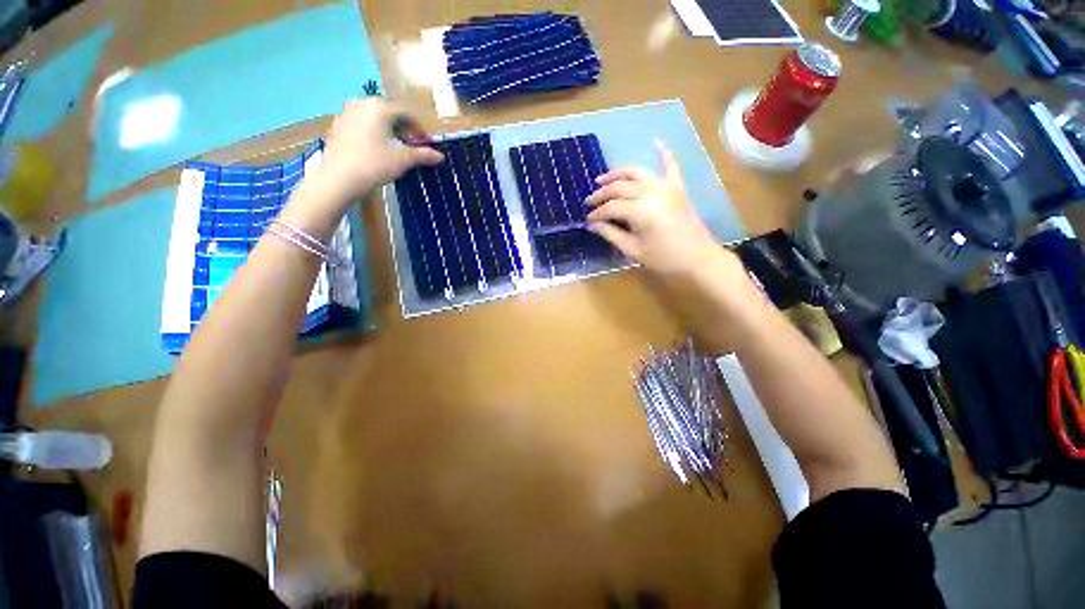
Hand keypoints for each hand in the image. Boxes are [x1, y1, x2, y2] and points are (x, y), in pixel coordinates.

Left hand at [311, 98, 443, 205]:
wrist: (340, 177)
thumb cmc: (374, 164)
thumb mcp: (402, 160)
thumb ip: (422, 155)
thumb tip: (440, 156)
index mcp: (379, 108)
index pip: (406, 112)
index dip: (419, 128)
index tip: (425, 143)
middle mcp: (361, 104)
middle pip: (388, 112)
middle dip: (402, 127)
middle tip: (410, 144)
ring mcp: (346, 113)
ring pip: (372, 117)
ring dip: (386, 129)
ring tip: (393, 146)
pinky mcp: (336, 126)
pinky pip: (359, 124)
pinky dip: (371, 132)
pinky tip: (374, 149)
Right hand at [585, 141, 723, 277]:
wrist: (698, 258)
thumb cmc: (664, 258)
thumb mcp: (633, 250)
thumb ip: (611, 234)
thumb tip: (593, 225)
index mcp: (640, 210)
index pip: (611, 207)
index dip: (596, 213)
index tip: (587, 220)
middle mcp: (651, 192)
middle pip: (620, 187)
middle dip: (601, 194)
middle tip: (588, 201)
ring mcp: (666, 187)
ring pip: (637, 172)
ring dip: (618, 173)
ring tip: (602, 178)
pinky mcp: (677, 188)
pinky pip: (671, 166)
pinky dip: (664, 154)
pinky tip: (656, 142)